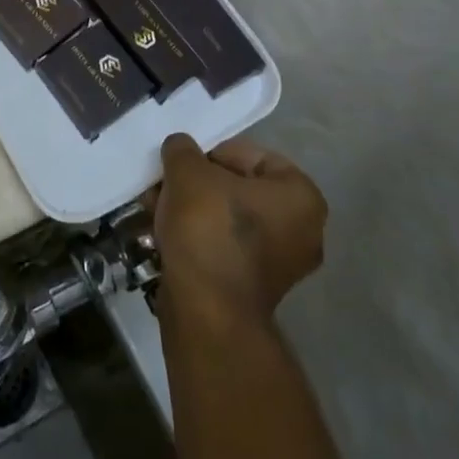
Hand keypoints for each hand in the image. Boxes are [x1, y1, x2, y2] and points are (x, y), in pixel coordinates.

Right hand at [152, 134, 327, 326]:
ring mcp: (280, 264)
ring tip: (156, 206)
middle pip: (238, 188)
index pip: (253, 155)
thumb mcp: (187, 170)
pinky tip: (164, 232)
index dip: (213, 153)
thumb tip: (180, 148)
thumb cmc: (209, 228)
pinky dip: (197, 235)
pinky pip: (225, 246)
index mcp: (301, 196)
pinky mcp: (255, 288)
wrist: (207, 311)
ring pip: (228, 218)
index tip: (184, 163)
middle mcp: (303, 230)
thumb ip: (183, 149)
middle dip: (197, 183)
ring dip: (192, 208)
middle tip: (166, 183)